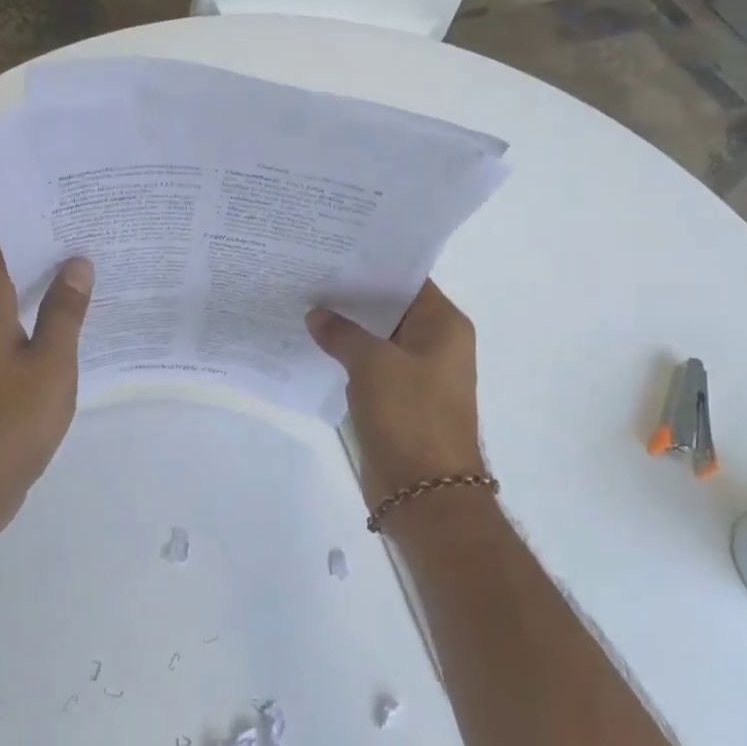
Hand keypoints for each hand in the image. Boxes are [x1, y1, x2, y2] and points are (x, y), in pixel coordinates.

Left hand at [0, 221, 92, 541]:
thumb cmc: (8, 426)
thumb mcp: (50, 367)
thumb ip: (64, 312)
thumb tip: (76, 263)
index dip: (29, 211)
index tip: (68, 196)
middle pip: (3, 260)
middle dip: (43, 240)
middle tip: (92, 225)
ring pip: (7, 292)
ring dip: (41, 276)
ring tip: (90, 262)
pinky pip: (9, 321)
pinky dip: (36, 309)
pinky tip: (72, 315)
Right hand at [308, 281, 484, 508]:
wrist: (425, 494)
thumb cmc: (409, 417)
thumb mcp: (372, 364)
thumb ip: (342, 333)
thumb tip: (316, 315)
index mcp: (443, 326)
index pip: (407, 280)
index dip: (371, 266)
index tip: (332, 252)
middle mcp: (435, 344)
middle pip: (389, 308)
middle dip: (351, 296)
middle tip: (308, 273)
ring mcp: (417, 374)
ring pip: (376, 339)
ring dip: (346, 328)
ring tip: (303, 303)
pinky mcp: (398, 400)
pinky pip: (370, 367)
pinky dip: (346, 357)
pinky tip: (312, 344)